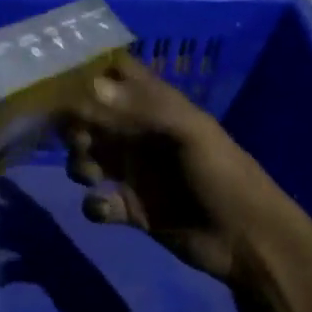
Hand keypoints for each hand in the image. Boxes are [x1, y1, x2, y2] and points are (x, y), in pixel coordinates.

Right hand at [63, 53, 304, 284]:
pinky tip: (108, 209)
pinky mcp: (131, 210)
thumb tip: (92, 86)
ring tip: (91, 176)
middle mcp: (139, 135)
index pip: (118, 75)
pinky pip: (97, 202)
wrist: (248, 240)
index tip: (62, 78)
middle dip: (75, 124)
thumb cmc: (223, 175)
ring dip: (79, 162)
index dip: (91, 71)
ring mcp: (134, 173)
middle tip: (78, 139)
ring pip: (88, 157)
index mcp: (157, 108)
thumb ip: (141, 108)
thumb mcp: (189, 133)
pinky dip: (95, 205)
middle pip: (92, 117)